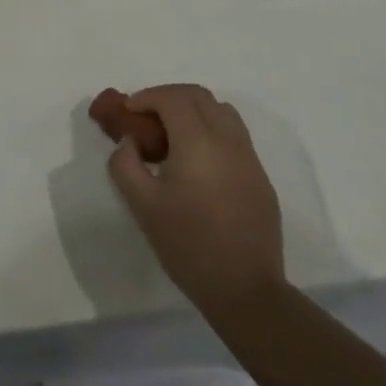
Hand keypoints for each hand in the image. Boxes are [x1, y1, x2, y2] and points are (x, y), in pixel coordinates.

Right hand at [107, 84, 285, 318]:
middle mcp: (227, 139)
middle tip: (146, 117)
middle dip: (169, 97)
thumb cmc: (188, 245)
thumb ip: (126, 165)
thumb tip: (129, 143)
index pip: (172, 98)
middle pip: (199, 96)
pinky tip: (197, 160)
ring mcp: (249, 157)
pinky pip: (234, 135)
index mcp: (198, 141)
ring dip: (193, 109)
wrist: (245, 289)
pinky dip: (211, 129)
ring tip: (172, 134)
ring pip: (221, 111)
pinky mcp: (260, 176)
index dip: (146, 97)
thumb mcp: (143, 206)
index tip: (128, 111)